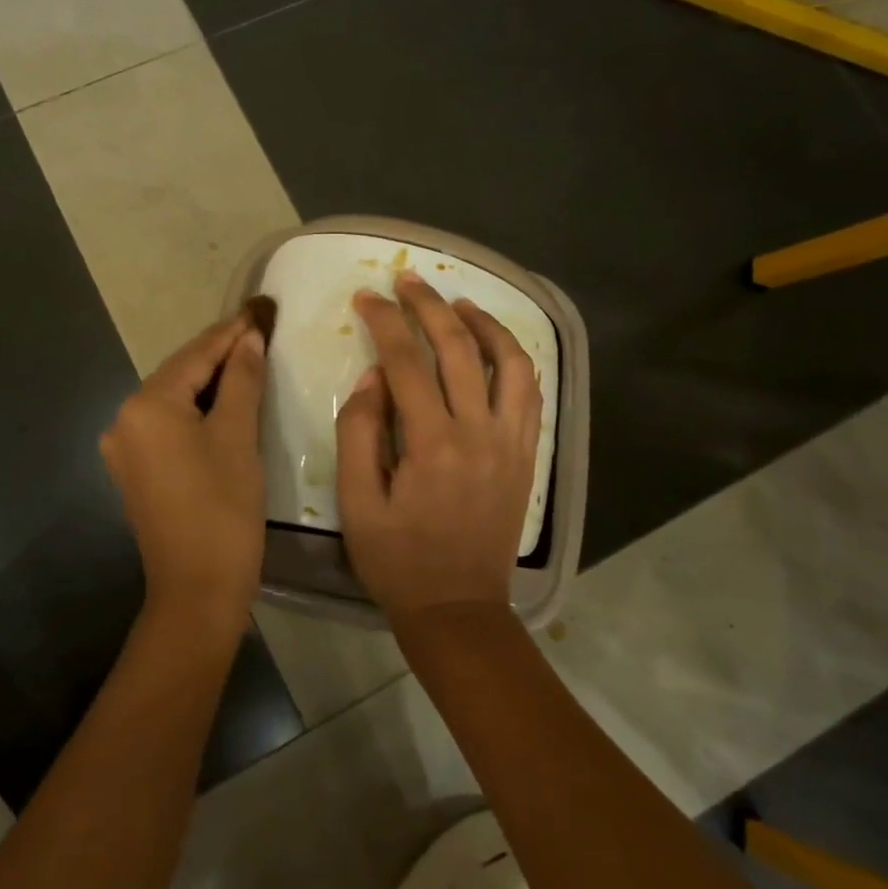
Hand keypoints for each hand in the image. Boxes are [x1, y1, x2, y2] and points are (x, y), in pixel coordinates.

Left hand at [100, 309, 268, 634]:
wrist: (196, 591)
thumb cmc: (223, 509)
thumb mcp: (238, 437)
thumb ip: (241, 379)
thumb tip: (248, 338)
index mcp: (146, 405)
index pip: (195, 355)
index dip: (231, 332)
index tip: (261, 309)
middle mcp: (124, 418)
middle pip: (179, 374)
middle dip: (219, 354)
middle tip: (258, 331)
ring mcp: (124, 447)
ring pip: (173, 399)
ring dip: (209, 382)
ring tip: (247, 360)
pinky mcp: (134, 470)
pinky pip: (167, 424)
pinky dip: (195, 410)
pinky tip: (223, 403)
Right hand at [336, 271, 542, 625]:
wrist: (459, 608)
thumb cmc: (397, 559)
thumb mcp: (357, 502)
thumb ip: (360, 433)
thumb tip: (373, 377)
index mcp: (432, 444)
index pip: (406, 362)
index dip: (384, 322)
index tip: (366, 297)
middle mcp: (479, 432)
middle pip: (458, 349)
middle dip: (429, 306)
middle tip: (407, 280)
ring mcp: (511, 442)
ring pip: (509, 362)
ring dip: (484, 324)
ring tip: (458, 302)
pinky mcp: (526, 455)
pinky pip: (531, 393)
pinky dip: (515, 360)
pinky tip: (496, 347)